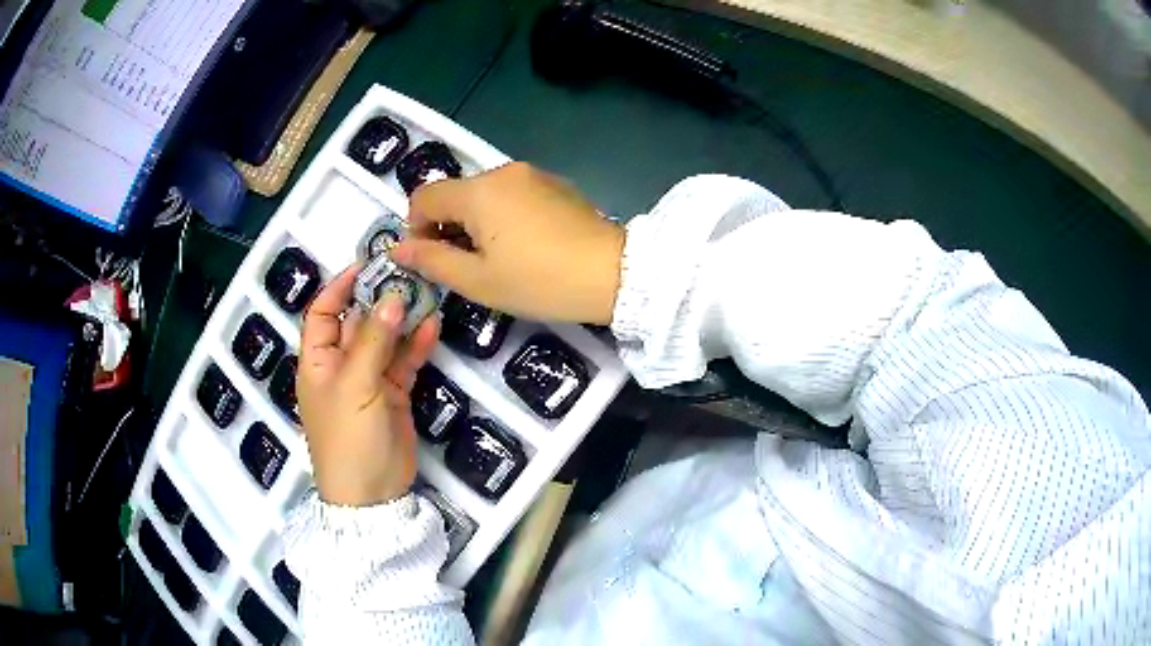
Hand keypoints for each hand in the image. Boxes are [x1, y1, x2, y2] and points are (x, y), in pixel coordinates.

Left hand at [296, 264, 439, 506]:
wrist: (373, 494)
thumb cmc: (348, 438)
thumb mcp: (355, 387)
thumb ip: (373, 341)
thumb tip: (391, 297)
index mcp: (317, 362)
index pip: (321, 313)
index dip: (339, 288)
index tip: (366, 265)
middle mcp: (340, 366)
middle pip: (357, 322)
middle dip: (378, 299)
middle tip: (407, 273)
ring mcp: (369, 380)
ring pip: (385, 340)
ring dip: (402, 319)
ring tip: (426, 293)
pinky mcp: (394, 394)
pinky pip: (404, 362)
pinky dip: (417, 345)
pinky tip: (432, 326)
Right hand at [391, 162, 624, 324]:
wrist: (614, 273)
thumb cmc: (540, 281)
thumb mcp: (478, 281)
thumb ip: (432, 261)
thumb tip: (397, 249)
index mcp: (478, 191)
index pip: (424, 196)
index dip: (416, 228)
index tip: (432, 259)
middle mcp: (502, 172)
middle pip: (455, 194)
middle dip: (448, 227)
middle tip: (465, 267)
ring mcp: (532, 175)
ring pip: (484, 195)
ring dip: (476, 223)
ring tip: (497, 259)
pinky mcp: (555, 184)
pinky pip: (512, 195)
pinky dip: (503, 216)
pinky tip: (524, 246)